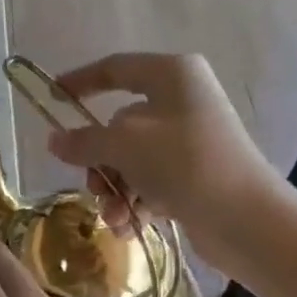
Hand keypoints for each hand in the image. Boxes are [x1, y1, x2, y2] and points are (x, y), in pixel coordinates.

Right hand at [46, 53, 277, 266]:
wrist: (244, 217)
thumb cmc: (183, 163)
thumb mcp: (124, 146)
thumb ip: (84, 141)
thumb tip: (54, 140)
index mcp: (172, 75)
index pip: (115, 69)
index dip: (80, 82)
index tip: (52, 99)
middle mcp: (183, 101)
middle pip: (120, 125)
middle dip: (101, 162)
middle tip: (93, 186)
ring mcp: (191, 140)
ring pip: (133, 160)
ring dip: (116, 190)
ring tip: (114, 217)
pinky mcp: (196, 175)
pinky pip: (152, 182)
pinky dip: (137, 202)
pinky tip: (129, 227)